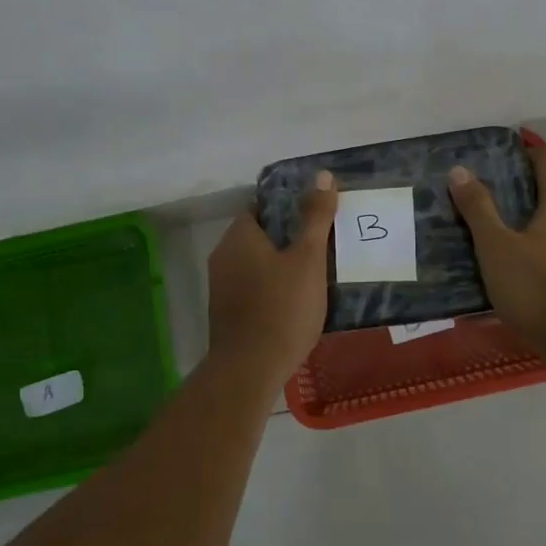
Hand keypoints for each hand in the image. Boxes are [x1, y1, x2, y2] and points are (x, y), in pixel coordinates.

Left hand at [206, 172, 337, 381]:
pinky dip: (272, 289)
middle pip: (259, 235)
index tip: (316, 216)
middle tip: (324, 245)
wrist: (249, 370)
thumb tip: (321, 175)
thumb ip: (315, 217)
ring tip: (316, 274)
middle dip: (289, 238)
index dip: (288, 207)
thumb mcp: (308, 259)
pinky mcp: (226, 313)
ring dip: (281, 265)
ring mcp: (221, 287)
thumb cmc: (282, 308)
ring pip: (256, 264)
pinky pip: (253, 288)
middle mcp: (223, 256)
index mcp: (238, 236)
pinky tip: (296, 302)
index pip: (261, 207)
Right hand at [449, 134, 545, 354]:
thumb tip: (459, 170)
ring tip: (497, 224)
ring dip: (530, 218)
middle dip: (525, 185)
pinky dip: (538, 246)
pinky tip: (517, 263)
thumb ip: (478, 209)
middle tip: (490, 185)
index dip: (529, 147)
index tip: (510, 140)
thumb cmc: (537, 287)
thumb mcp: (496, 246)